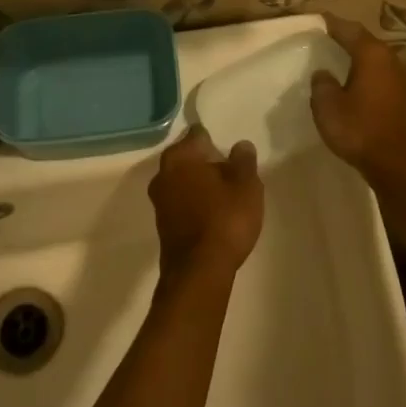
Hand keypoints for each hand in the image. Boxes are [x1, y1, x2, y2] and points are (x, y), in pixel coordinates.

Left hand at [147, 127, 264, 282]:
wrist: (199, 271)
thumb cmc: (224, 219)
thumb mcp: (246, 185)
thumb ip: (244, 161)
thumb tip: (240, 145)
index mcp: (180, 157)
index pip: (197, 135)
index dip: (214, 139)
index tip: (228, 148)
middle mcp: (163, 174)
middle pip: (187, 158)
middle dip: (205, 162)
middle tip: (230, 170)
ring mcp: (159, 201)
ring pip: (182, 182)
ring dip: (199, 184)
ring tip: (224, 193)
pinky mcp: (163, 225)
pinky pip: (181, 204)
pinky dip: (194, 203)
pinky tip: (213, 214)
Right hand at [311, 13, 405, 184]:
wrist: (398, 164)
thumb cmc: (360, 128)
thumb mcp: (328, 105)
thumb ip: (322, 84)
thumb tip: (324, 74)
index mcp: (371, 54)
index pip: (348, 29)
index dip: (331, 23)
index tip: (316, 19)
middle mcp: (389, 59)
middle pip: (364, 40)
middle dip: (345, 37)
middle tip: (323, 36)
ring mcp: (399, 78)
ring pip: (373, 58)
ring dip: (356, 56)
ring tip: (335, 57)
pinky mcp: (402, 97)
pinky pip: (378, 74)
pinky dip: (364, 72)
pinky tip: (352, 81)